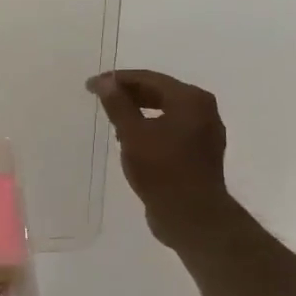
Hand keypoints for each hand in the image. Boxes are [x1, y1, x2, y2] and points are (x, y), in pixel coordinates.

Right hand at [89, 69, 230, 252]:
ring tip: (113, 119)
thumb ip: (117, 104)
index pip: (148, 78)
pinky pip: (171, 130)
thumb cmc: (162, 170)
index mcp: (191, 99)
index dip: (117, 80)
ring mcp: (205, 133)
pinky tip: (132, 140)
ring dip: (139, 112)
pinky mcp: (200, 153)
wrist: (192, 217)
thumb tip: (104, 81)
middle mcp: (204, 110)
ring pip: (166, 112)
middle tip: (100, 98)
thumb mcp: (133, 134)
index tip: (91, 85)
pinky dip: (151, 128)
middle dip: (129, 94)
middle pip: (160, 92)